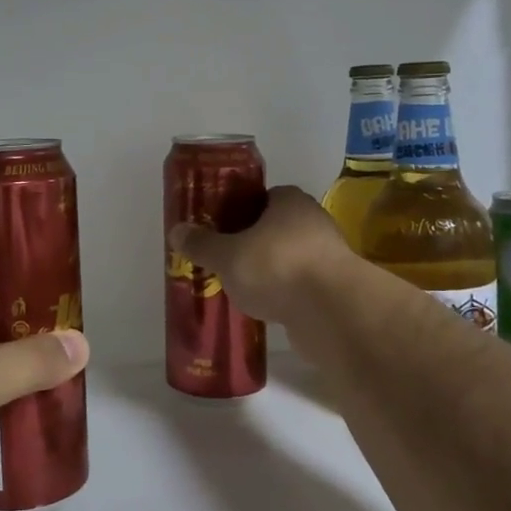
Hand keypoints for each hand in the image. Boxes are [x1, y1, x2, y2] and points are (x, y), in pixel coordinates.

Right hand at [168, 185, 352, 325]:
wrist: (332, 312)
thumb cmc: (276, 267)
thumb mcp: (228, 255)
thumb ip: (203, 244)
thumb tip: (176, 231)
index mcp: (290, 201)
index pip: (263, 197)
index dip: (240, 210)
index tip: (220, 228)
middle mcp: (313, 221)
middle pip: (275, 228)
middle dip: (252, 243)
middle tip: (225, 259)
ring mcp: (328, 256)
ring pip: (288, 258)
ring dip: (269, 271)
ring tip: (240, 288)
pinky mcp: (334, 289)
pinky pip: (300, 286)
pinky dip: (284, 294)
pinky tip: (264, 308)